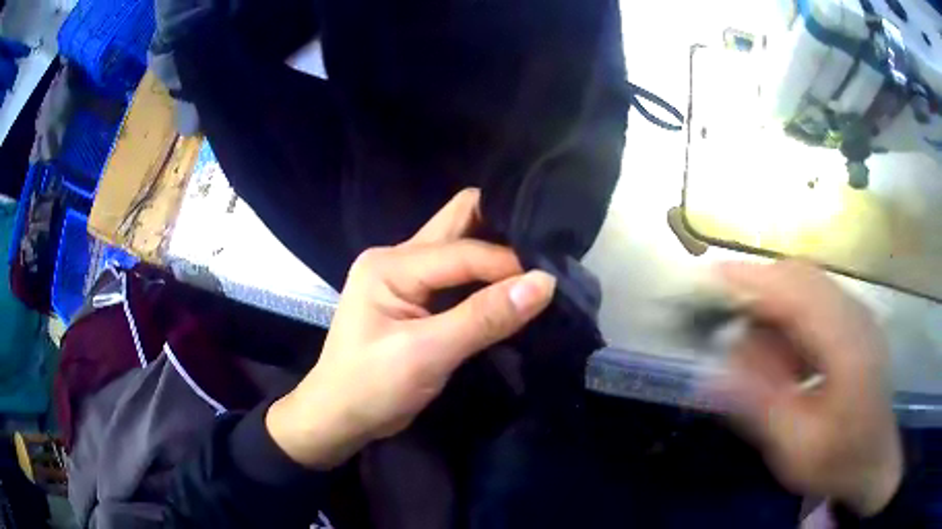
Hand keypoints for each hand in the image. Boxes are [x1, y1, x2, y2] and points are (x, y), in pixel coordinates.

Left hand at [266, 189, 555, 468]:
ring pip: (462, 247)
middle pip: (459, 224)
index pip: (464, 251)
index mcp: (391, 264)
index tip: (551, 282)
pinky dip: (487, 279)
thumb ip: (483, 317)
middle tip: (546, 250)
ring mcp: (407, 276)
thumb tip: (544, 283)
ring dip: (498, 255)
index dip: (509, 264)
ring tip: (539, 266)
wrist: (338, 417)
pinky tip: (513, 288)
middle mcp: (399, 257)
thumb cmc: (370, 387)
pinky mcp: (417, 297)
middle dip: (503, 231)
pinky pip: (459, 274)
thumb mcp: (426, 355)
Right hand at [717, 260, 901, 515]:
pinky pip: (817, 302)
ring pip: (809, 285)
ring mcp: (859, 316)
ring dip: (776, 306)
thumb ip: (759, 406)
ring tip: (757, 350)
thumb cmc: (838, 461)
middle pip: (803, 276)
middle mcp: (856, 316)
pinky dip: (791, 317)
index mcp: (848, 345)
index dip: (753, 281)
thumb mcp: (795, 447)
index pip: (797, 292)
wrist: (874, 463)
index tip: (710, 278)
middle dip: (761, 289)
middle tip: (728, 320)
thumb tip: (713, 371)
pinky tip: (785, 356)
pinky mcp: (856, 323)